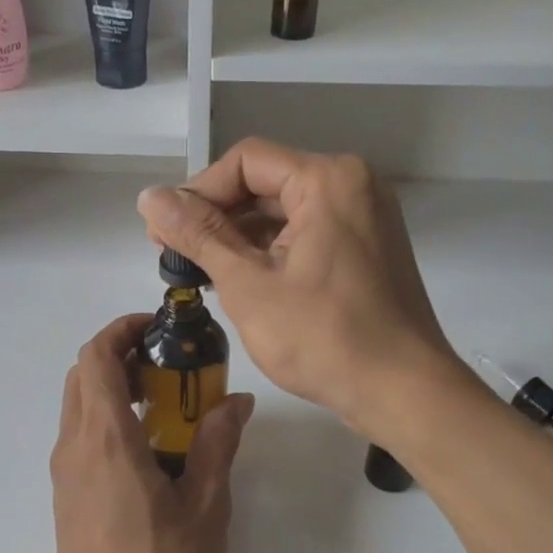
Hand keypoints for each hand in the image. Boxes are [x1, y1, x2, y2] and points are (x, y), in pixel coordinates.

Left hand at [49, 316, 254, 552]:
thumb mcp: (205, 506)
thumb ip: (217, 445)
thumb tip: (236, 401)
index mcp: (106, 436)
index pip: (96, 355)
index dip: (123, 329)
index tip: (160, 329)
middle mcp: (76, 444)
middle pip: (83, 373)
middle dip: (122, 354)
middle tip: (169, 366)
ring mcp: (65, 471)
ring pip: (80, 404)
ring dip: (115, 387)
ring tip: (166, 406)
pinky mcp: (66, 494)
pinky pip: (82, 434)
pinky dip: (109, 418)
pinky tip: (149, 451)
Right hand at [136, 140, 460, 437]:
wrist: (402, 391)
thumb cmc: (323, 337)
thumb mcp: (248, 284)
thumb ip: (197, 235)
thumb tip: (149, 198)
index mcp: (328, 179)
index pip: (245, 161)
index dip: (198, 191)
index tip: (165, 231)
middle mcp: (352, 185)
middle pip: (265, 182)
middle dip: (216, 216)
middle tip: (175, 253)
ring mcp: (364, 217)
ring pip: (284, 210)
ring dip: (239, 236)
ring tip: (198, 270)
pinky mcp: (365, 248)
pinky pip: (306, 233)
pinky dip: (270, 250)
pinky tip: (238, 278)